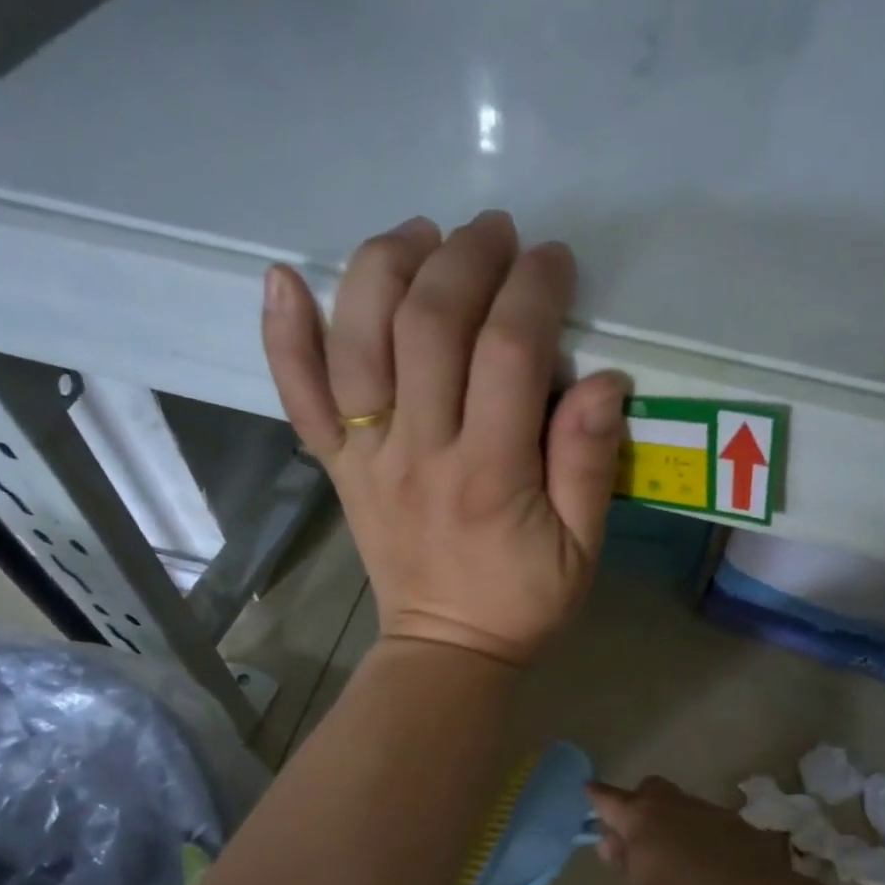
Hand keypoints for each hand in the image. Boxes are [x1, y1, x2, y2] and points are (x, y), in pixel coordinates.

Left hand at [261, 211, 628, 667]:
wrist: (447, 650)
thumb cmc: (522, 602)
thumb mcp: (582, 549)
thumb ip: (589, 465)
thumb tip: (602, 379)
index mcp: (491, 475)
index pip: (508, 352)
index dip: (533, 290)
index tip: (554, 262)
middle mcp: (420, 452)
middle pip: (429, 325)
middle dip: (465, 258)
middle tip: (495, 233)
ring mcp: (368, 458)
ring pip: (358, 341)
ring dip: (385, 269)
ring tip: (420, 234)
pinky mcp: (339, 468)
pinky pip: (300, 397)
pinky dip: (284, 336)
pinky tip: (282, 277)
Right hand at [586, 777, 795, 884]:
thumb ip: (622, 865)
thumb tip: (610, 842)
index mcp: (640, 818)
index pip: (607, 799)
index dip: (595, 796)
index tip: (587, 790)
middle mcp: (670, 803)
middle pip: (646, 789)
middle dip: (636, 802)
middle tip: (635, 833)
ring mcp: (703, 808)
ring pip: (676, 803)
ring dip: (668, 820)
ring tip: (673, 855)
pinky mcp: (732, 820)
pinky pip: (702, 819)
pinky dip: (696, 833)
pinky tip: (703, 861)